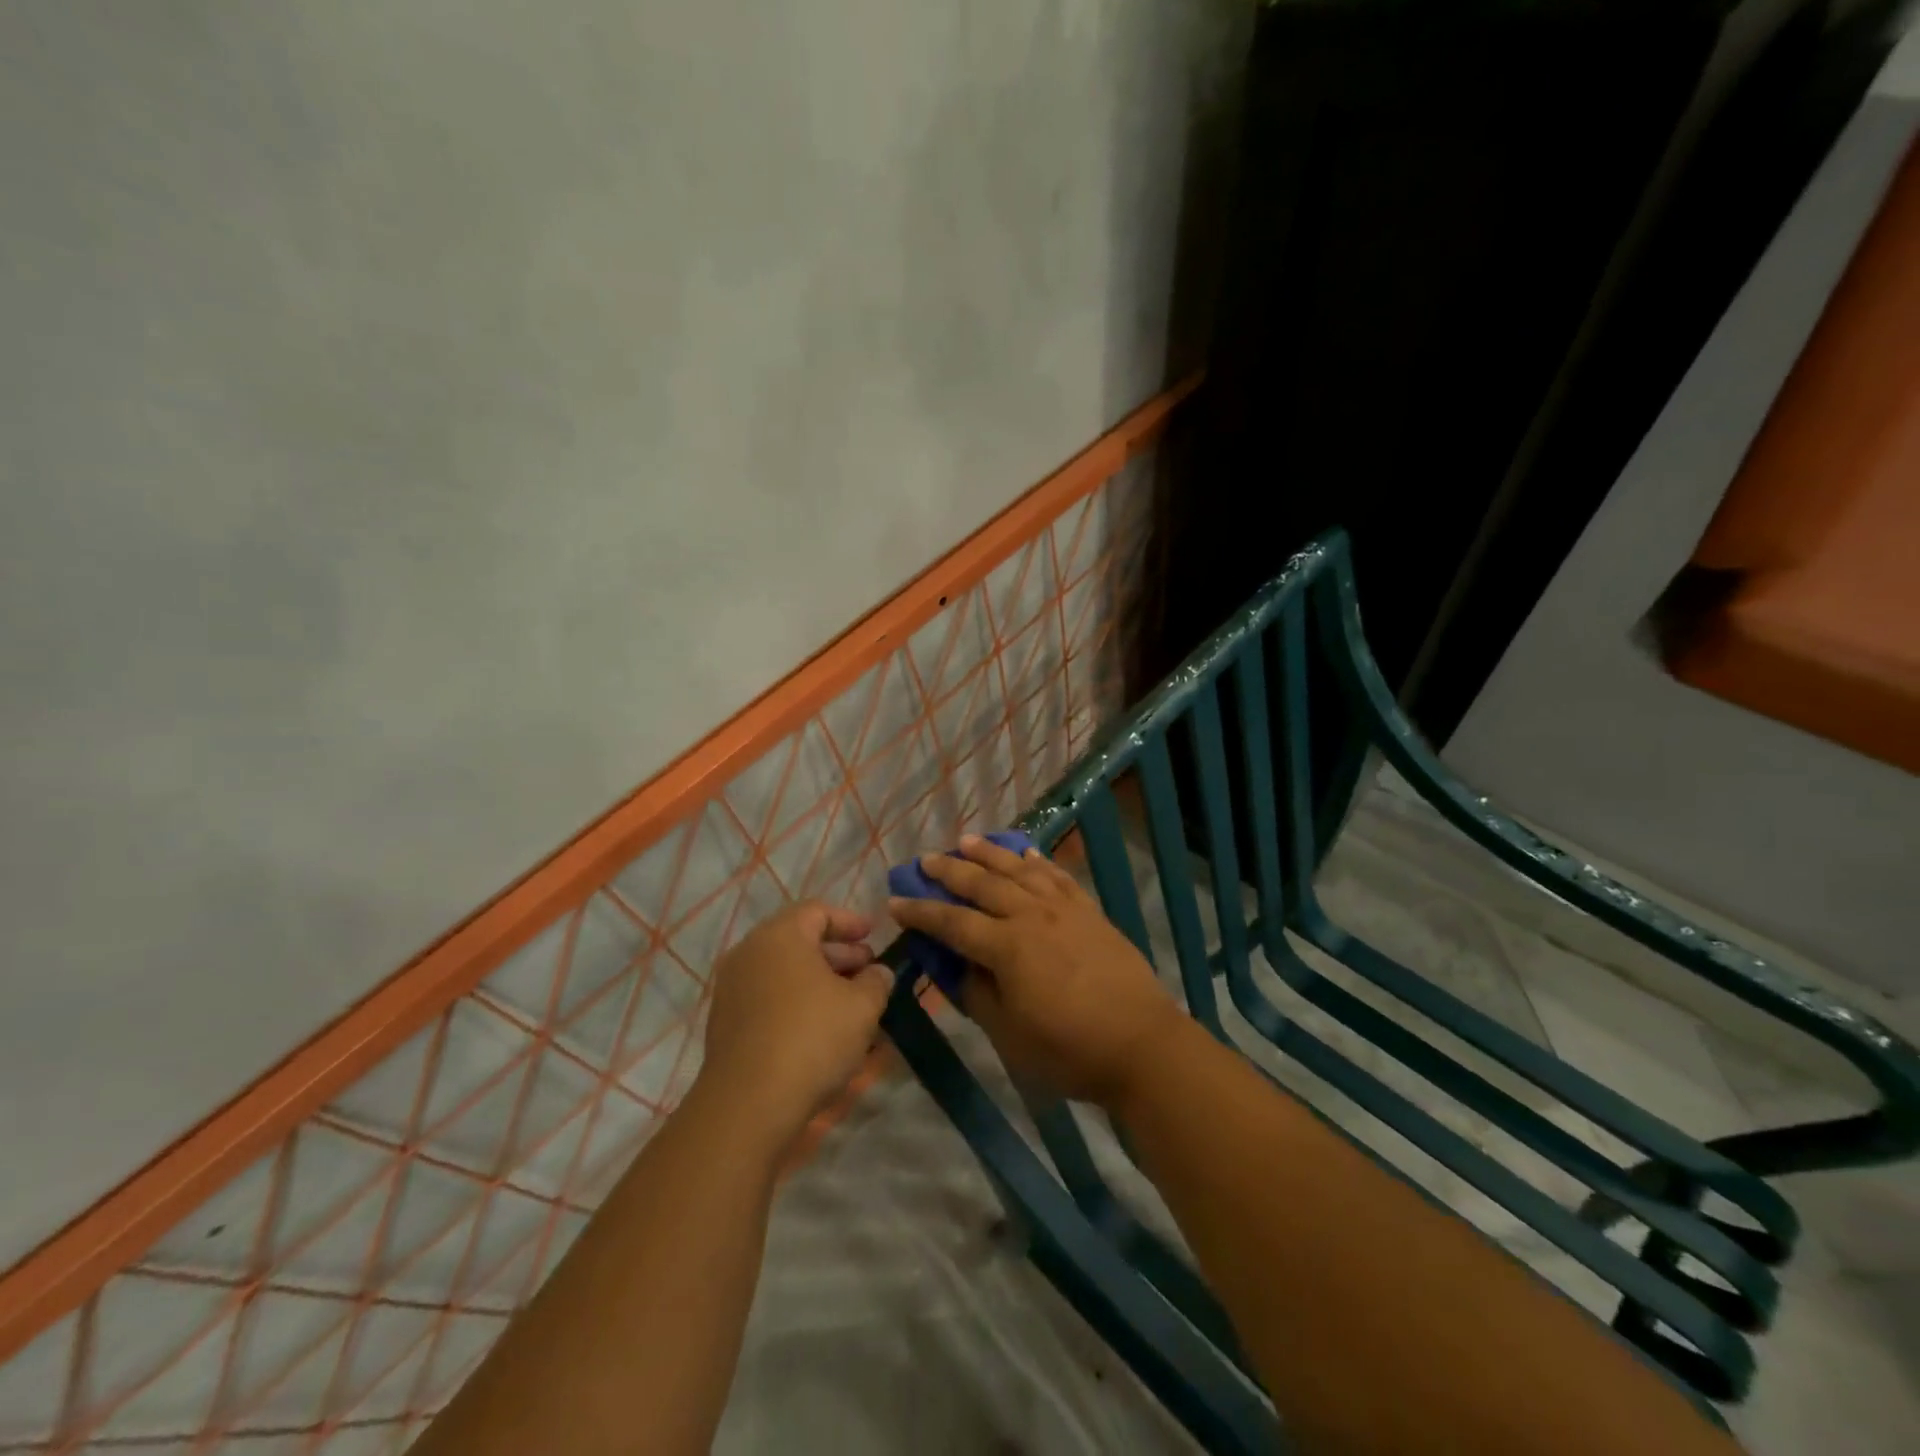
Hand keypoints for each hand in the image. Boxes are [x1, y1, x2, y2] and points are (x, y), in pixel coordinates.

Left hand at [695, 901, 894, 1155]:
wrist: (748, 1103)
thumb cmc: (812, 1038)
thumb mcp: (862, 1006)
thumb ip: (876, 981)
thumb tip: (878, 972)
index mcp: (781, 935)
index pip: (818, 911)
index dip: (850, 921)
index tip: (873, 935)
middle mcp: (750, 952)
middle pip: (799, 940)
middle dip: (837, 954)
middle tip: (867, 970)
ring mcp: (732, 988)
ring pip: (783, 971)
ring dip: (818, 980)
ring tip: (850, 1002)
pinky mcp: (725, 1022)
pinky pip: (768, 997)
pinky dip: (796, 1001)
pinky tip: (821, 1027)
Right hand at [889, 835, 1180, 1105]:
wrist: (1142, 1044)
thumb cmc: (1069, 1049)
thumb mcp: (1009, 1035)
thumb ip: (978, 995)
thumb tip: (960, 968)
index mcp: (1007, 947)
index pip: (952, 923)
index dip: (921, 912)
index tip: (895, 902)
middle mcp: (1031, 916)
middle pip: (983, 884)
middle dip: (949, 871)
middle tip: (925, 860)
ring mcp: (1064, 910)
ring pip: (1019, 870)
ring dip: (990, 854)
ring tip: (966, 841)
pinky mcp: (1089, 912)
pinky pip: (1057, 877)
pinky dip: (1038, 863)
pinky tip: (1027, 855)